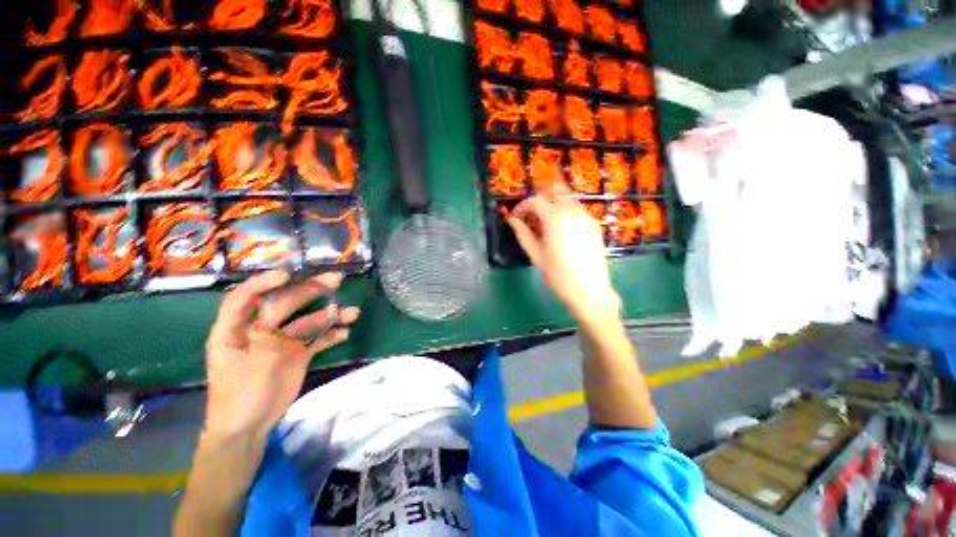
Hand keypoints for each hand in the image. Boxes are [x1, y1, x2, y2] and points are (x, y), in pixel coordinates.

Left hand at [203, 270, 359, 440]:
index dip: (263, 283)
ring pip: (308, 321)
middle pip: (285, 303)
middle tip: (336, 279)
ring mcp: (281, 342)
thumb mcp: (250, 366)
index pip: (245, 298)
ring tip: (352, 312)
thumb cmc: (240, 397)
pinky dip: (332, 335)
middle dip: (311, 290)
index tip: (288, 275)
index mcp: (236, 330)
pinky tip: (346, 333)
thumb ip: (269, 338)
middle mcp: (260, 330)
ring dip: (330, 315)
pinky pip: (317, 339)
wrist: (250, 428)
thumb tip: (288, 317)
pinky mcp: (297, 354)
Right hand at [507, 194, 620, 324]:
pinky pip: (577, 210)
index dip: (522, 206)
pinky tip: (561, 231)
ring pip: (566, 200)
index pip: (535, 201)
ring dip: (552, 206)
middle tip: (529, 219)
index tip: (516, 217)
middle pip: (552, 194)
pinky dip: (565, 212)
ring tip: (544, 226)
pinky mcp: (595, 224)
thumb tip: (511, 220)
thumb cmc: (559, 276)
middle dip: (538, 203)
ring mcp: (587, 217)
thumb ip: (523, 234)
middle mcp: (573, 211)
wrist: (590, 292)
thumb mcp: (536, 256)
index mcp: (555, 219)